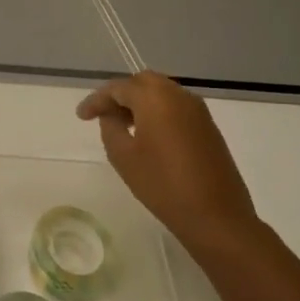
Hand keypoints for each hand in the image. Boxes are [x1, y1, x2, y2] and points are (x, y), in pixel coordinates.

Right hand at [76, 71, 260, 254]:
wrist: (218, 218)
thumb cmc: (163, 185)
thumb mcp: (123, 156)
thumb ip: (110, 126)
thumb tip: (112, 114)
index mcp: (155, 97)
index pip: (117, 88)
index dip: (96, 100)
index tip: (81, 116)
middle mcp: (178, 95)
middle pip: (142, 82)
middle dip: (121, 95)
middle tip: (104, 115)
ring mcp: (198, 111)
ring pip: (162, 93)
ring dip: (141, 103)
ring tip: (124, 126)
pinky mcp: (209, 127)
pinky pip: (176, 107)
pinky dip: (159, 112)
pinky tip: (150, 135)